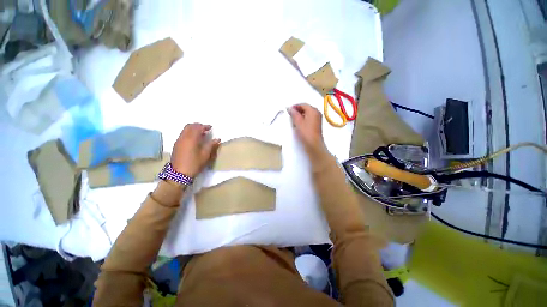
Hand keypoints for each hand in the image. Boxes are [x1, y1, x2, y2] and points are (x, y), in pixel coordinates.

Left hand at [171, 123, 220, 177]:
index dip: (205, 126)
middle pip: (189, 126)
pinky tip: (195, 140)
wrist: (179, 174)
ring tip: (201, 134)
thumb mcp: (205, 155)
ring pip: (185, 129)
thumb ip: (211, 145)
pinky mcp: (176, 145)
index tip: (211, 127)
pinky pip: (183, 134)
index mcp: (191, 139)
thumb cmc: (194, 164)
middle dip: (198, 125)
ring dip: (193, 129)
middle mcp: (183, 137)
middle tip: (205, 129)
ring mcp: (178, 141)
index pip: (197, 127)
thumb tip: (217, 139)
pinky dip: (189, 133)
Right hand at [288, 104, 326, 158]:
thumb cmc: (306, 132)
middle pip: (306, 108)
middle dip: (298, 111)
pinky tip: (299, 124)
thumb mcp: (298, 122)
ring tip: (294, 120)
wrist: (313, 144)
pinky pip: (309, 118)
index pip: (303, 104)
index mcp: (313, 110)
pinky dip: (303, 119)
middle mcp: (317, 113)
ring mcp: (317, 118)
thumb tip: (290, 108)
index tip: (289, 110)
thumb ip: (294, 114)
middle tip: (290, 115)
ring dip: (300, 115)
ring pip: (307, 114)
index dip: (295, 106)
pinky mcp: (316, 124)